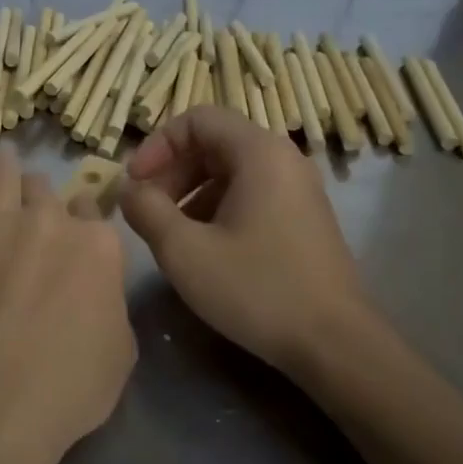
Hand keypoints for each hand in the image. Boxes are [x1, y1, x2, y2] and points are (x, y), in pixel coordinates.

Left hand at [0, 138, 136, 463]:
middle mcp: (51, 219)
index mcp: (99, 247)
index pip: (92, 213)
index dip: (78, 223)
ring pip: (1, 166)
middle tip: (25, 220)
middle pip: (45, 189)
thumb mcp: (119, 357)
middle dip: (38, 200)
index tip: (68, 237)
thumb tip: (98, 296)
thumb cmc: (65, 391)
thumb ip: (110, 309)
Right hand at [120, 105, 369, 377]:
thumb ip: (146, 210)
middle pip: (213, 143)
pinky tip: (204, 249)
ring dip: (190, 194)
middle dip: (171, 172)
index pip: (197, 119)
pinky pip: (250, 195)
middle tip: (146, 210)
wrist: (334, 344)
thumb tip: (128, 191)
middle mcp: (284, 160)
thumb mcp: (184, 250)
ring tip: (170, 234)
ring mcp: (298, 190)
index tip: (134, 183)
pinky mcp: (303, 219)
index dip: (157, 145)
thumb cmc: (256, 288)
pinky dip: (217, 209)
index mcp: (259, 153)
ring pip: (230, 172)